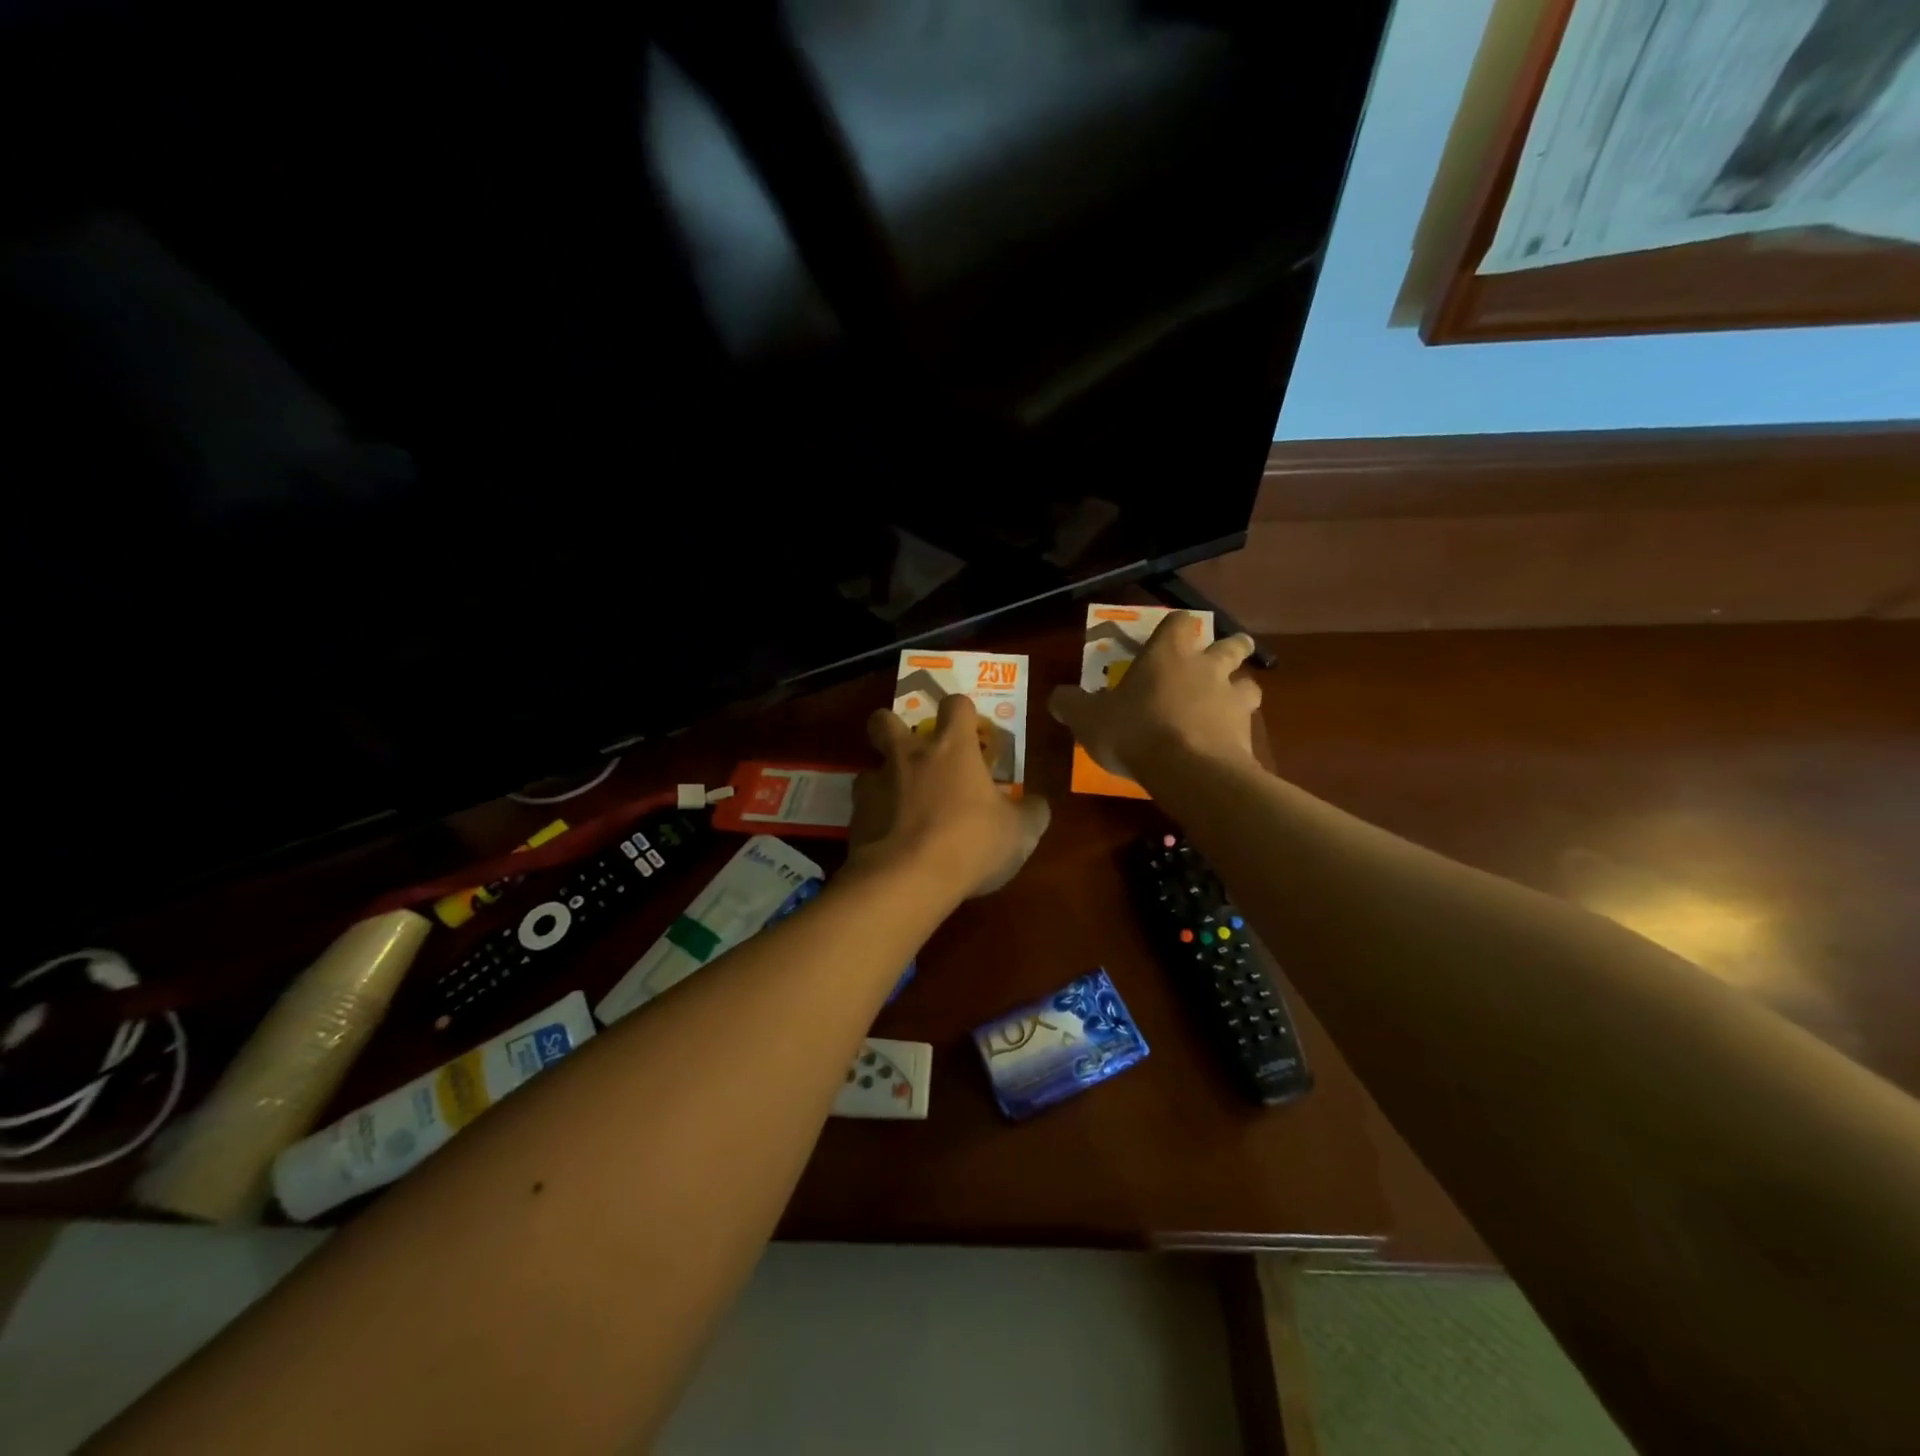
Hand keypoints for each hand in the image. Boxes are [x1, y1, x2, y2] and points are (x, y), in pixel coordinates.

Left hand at [850, 696, 1050, 899]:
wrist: (908, 880)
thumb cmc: (971, 844)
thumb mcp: (1020, 834)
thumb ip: (1031, 813)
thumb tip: (1037, 804)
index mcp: (952, 748)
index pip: (955, 705)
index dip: (962, 710)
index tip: (968, 727)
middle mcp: (908, 756)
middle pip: (884, 720)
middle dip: (891, 726)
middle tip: (910, 751)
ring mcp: (876, 784)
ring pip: (870, 767)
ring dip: (884, 779)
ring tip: (899, 804)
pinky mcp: (855, 818)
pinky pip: (863, 808)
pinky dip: (875, 818)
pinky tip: (889, 840)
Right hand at [1048, 611, 1261, 779]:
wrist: (1189, 771)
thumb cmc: (1135, 732)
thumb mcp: (1088, 719)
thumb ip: (1071, 705)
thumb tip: (1057, 697)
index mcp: (1167, 655)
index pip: (1179, 621)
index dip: (1176, 626)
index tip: (1172, 634)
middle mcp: (1205, 668)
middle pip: (1231, 644)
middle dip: (1231, 647)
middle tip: (1222, 657)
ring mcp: (1231, 699)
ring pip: (1249, 682)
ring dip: (1240, 687)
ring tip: (1229, 701)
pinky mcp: (1246, 733)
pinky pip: (1248, 723)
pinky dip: (1239, 729)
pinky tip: (1227, 742)